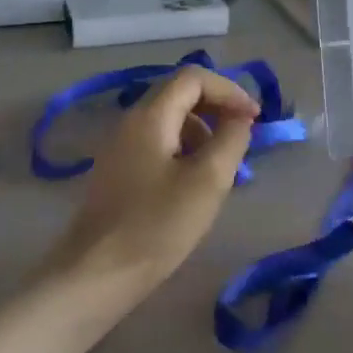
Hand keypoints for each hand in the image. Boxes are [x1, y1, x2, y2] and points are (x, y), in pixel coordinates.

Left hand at [41, 66, 258, 303]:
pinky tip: (194, 188)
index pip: (193, 78)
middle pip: (179, 96)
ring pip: (170, 123)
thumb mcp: (207, 181)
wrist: (97, 274)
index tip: (254, 119)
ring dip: (202, 135)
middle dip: (217, 111)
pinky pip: (157, 147)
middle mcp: (130, 123)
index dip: (229, 90)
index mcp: (150, 116)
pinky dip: (184, 154)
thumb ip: (231, 140)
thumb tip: (239, 119)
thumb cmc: (157, 225)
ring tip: (222, 171)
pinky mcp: (118, 174)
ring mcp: (120, 148)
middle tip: (242, 142)